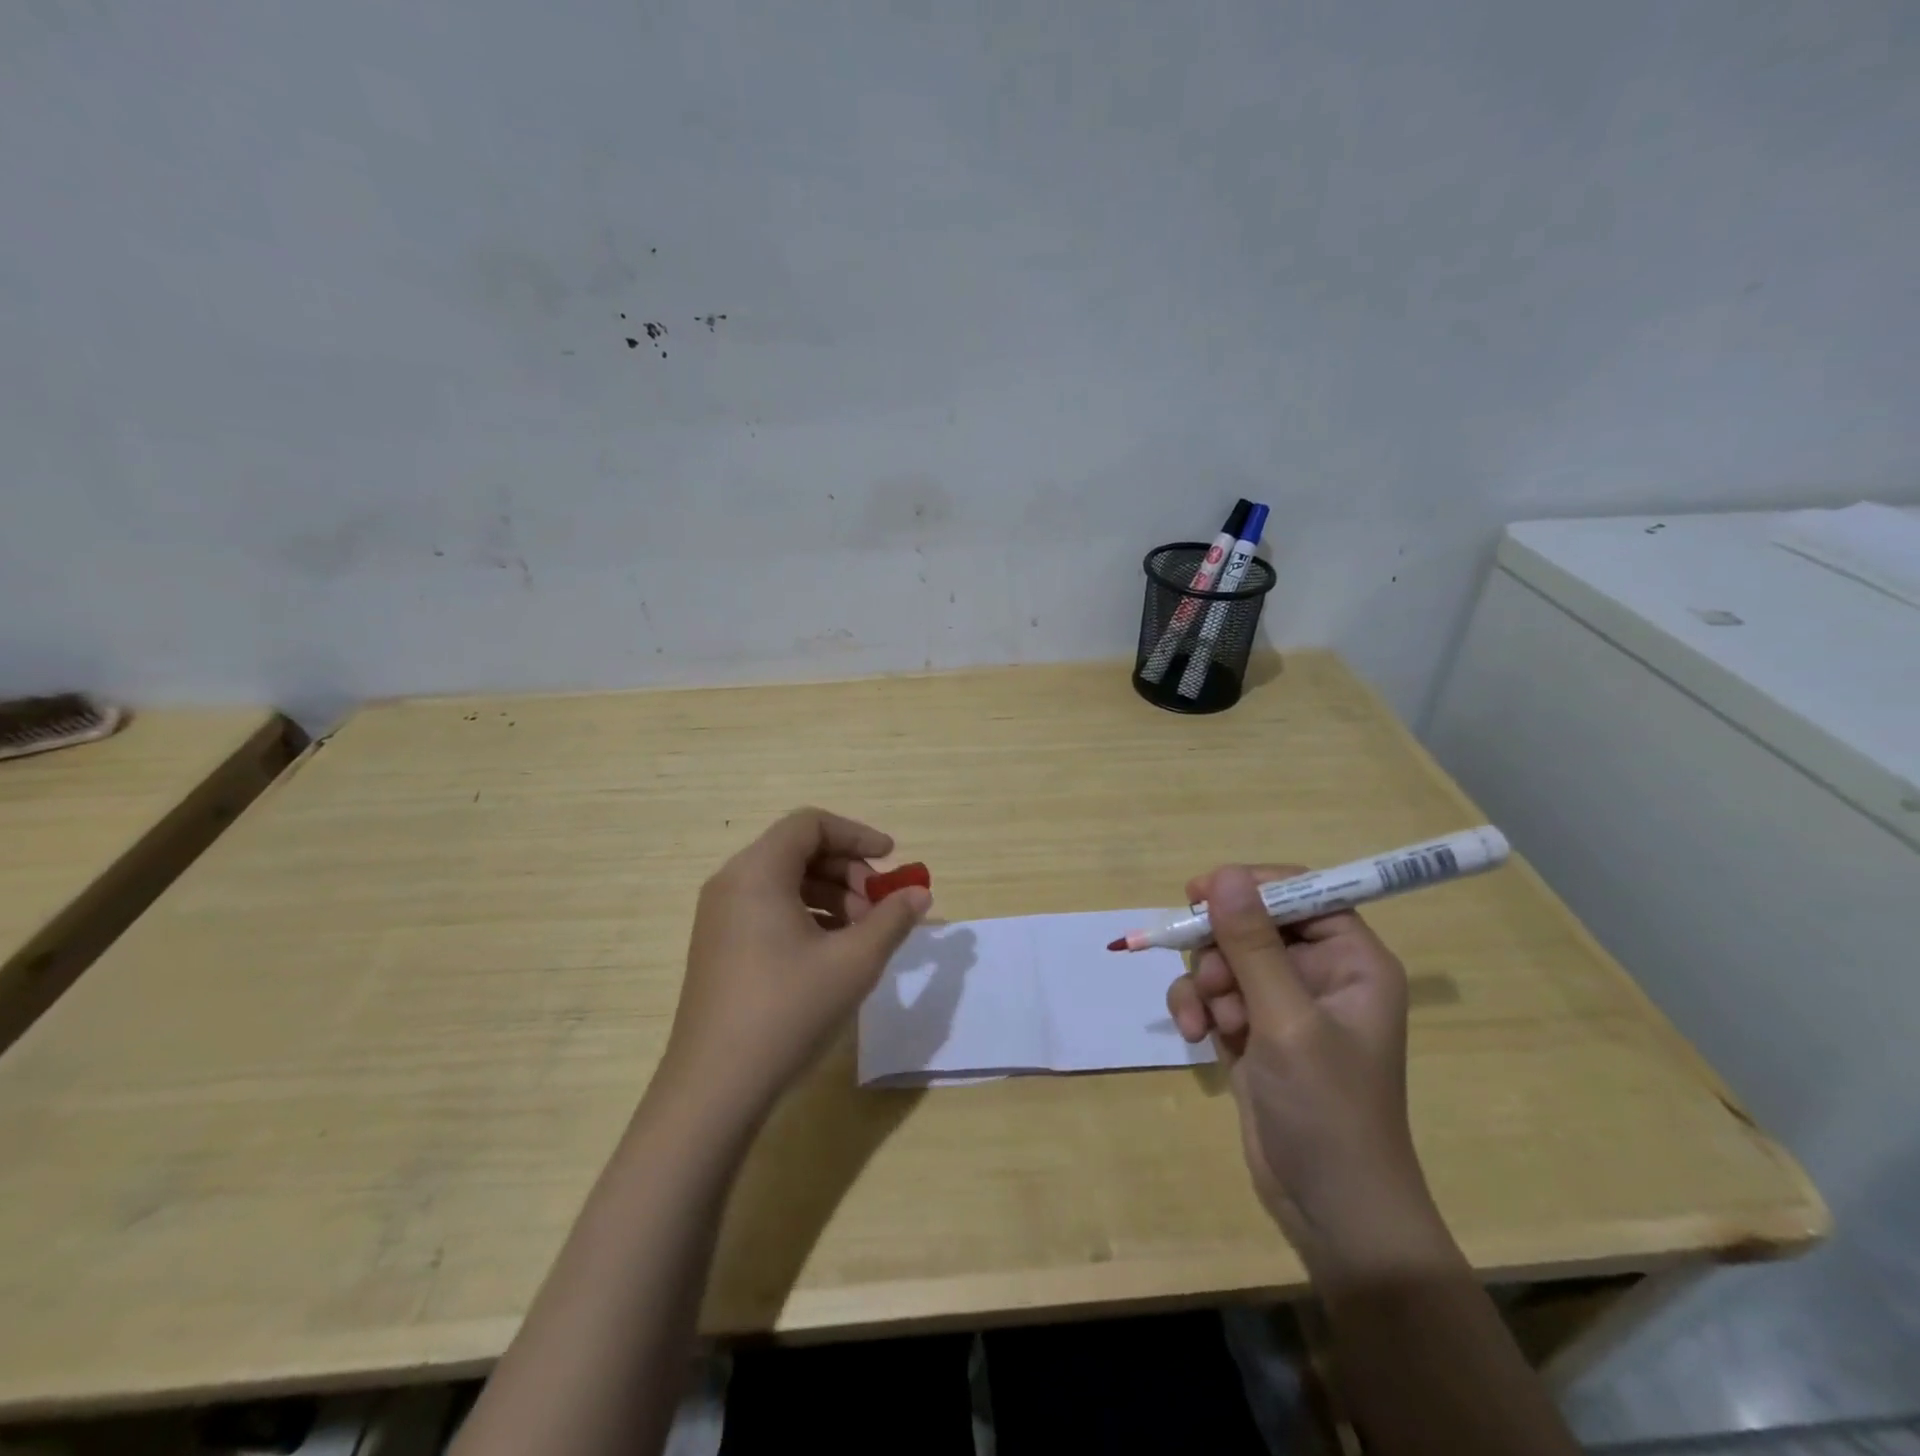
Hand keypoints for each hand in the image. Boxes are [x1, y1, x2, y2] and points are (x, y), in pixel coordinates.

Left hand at [658, 808, 930, 1120]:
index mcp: (757, 872)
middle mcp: (732, 883)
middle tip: (880, 908)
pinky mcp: (719, 946)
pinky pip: (769, 908)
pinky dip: (807, 916)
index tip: (892, 860)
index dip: (857, 835)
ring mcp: (720, 916)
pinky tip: (832, 953)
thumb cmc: (788, 1010)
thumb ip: (892, 919)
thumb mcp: (854, 962)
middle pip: (798, 850)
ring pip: (785, 881)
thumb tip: (920, 893)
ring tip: (862, 935)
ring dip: (831, 896)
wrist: (714, 1088)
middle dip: (848, 871)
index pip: (811, 825)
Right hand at [1166, 865, 1456, 1283]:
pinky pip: (1213, 994)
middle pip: (1252, 923)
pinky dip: (1198, 1008)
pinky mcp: (1253, 1030)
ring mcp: (1282, 1003)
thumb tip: (1223, 874)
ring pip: (1224, 958)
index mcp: (1350, 960)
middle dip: (1220, 948)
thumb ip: (1252, 944)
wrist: (1329, 1209)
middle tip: (1210, 980)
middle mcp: (1318, 973)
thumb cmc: (1328, 1108)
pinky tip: (1196, 1037)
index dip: (1251, 887)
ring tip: (1208, 1022)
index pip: (1301, 892)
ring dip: (1205, 984)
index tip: (1200, 894)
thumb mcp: (1286, 1019)